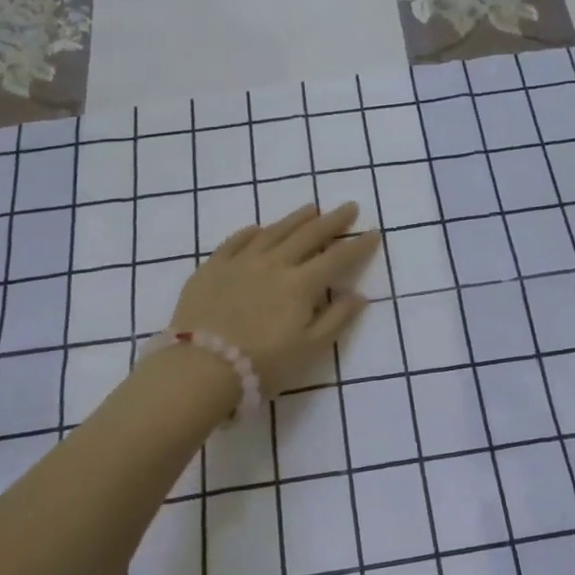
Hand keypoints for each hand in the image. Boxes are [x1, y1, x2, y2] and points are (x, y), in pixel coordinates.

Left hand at [170, 202, 378, 394]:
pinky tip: (258, 228)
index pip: (337, 258)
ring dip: (296, 218)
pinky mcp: (212, 267)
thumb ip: (336, 319)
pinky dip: (251, 232)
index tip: (374, 233)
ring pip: (274, 231)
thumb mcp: (309, 349)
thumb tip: (358, 295)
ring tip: (311, 208)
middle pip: (308, 235)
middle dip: (332, 221)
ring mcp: (241, 261)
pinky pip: (235, 241)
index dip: (358, 246)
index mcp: (301, 284)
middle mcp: (274, 263)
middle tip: (349, 207)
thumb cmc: (261, 364)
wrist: (200, 368)